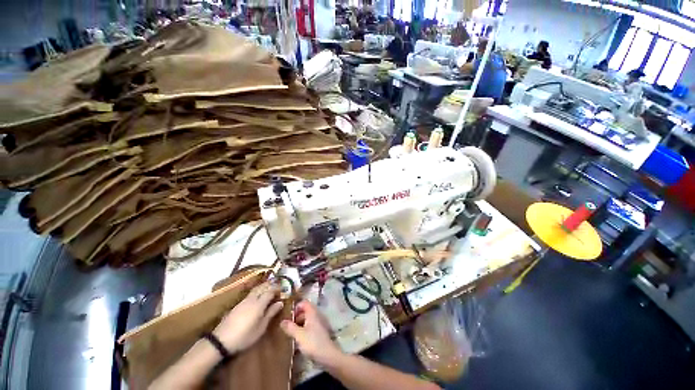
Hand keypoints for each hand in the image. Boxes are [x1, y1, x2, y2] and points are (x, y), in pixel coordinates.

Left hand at [213, 281, 283, 352]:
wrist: (221, 341)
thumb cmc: (244, 336)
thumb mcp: (260, 328)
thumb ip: (270, 313)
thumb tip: (280, 302)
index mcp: (259, 304)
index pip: (270, 291)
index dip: (277, 288)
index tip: (283, 288)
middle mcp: (251, 299)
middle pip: (262, 287)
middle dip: (271, 284)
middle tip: (278, 286)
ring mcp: (243, 301)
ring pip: (256, 289)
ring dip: (263, 286)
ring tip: (269, 289)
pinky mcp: (238, 305)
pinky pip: (250, 294)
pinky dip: (257, 291)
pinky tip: (258, 296)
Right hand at [280, 300, 342, 366]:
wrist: (327, 355)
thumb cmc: (312, 342)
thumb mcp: (299, 335)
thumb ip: (290, 327)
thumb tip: (282, 321)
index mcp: (312, 313)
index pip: (304, 303)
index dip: (296, 307)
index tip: (288, 315)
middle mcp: (316, 315)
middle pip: (305, 310)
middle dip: (296, 316)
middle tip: (287, 325)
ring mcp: (319, 323)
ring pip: (307, 319)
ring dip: (299, 323)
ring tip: (291, 332)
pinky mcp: (319, 332)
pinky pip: (310, 326)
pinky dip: (304, 329)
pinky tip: (298, 338)